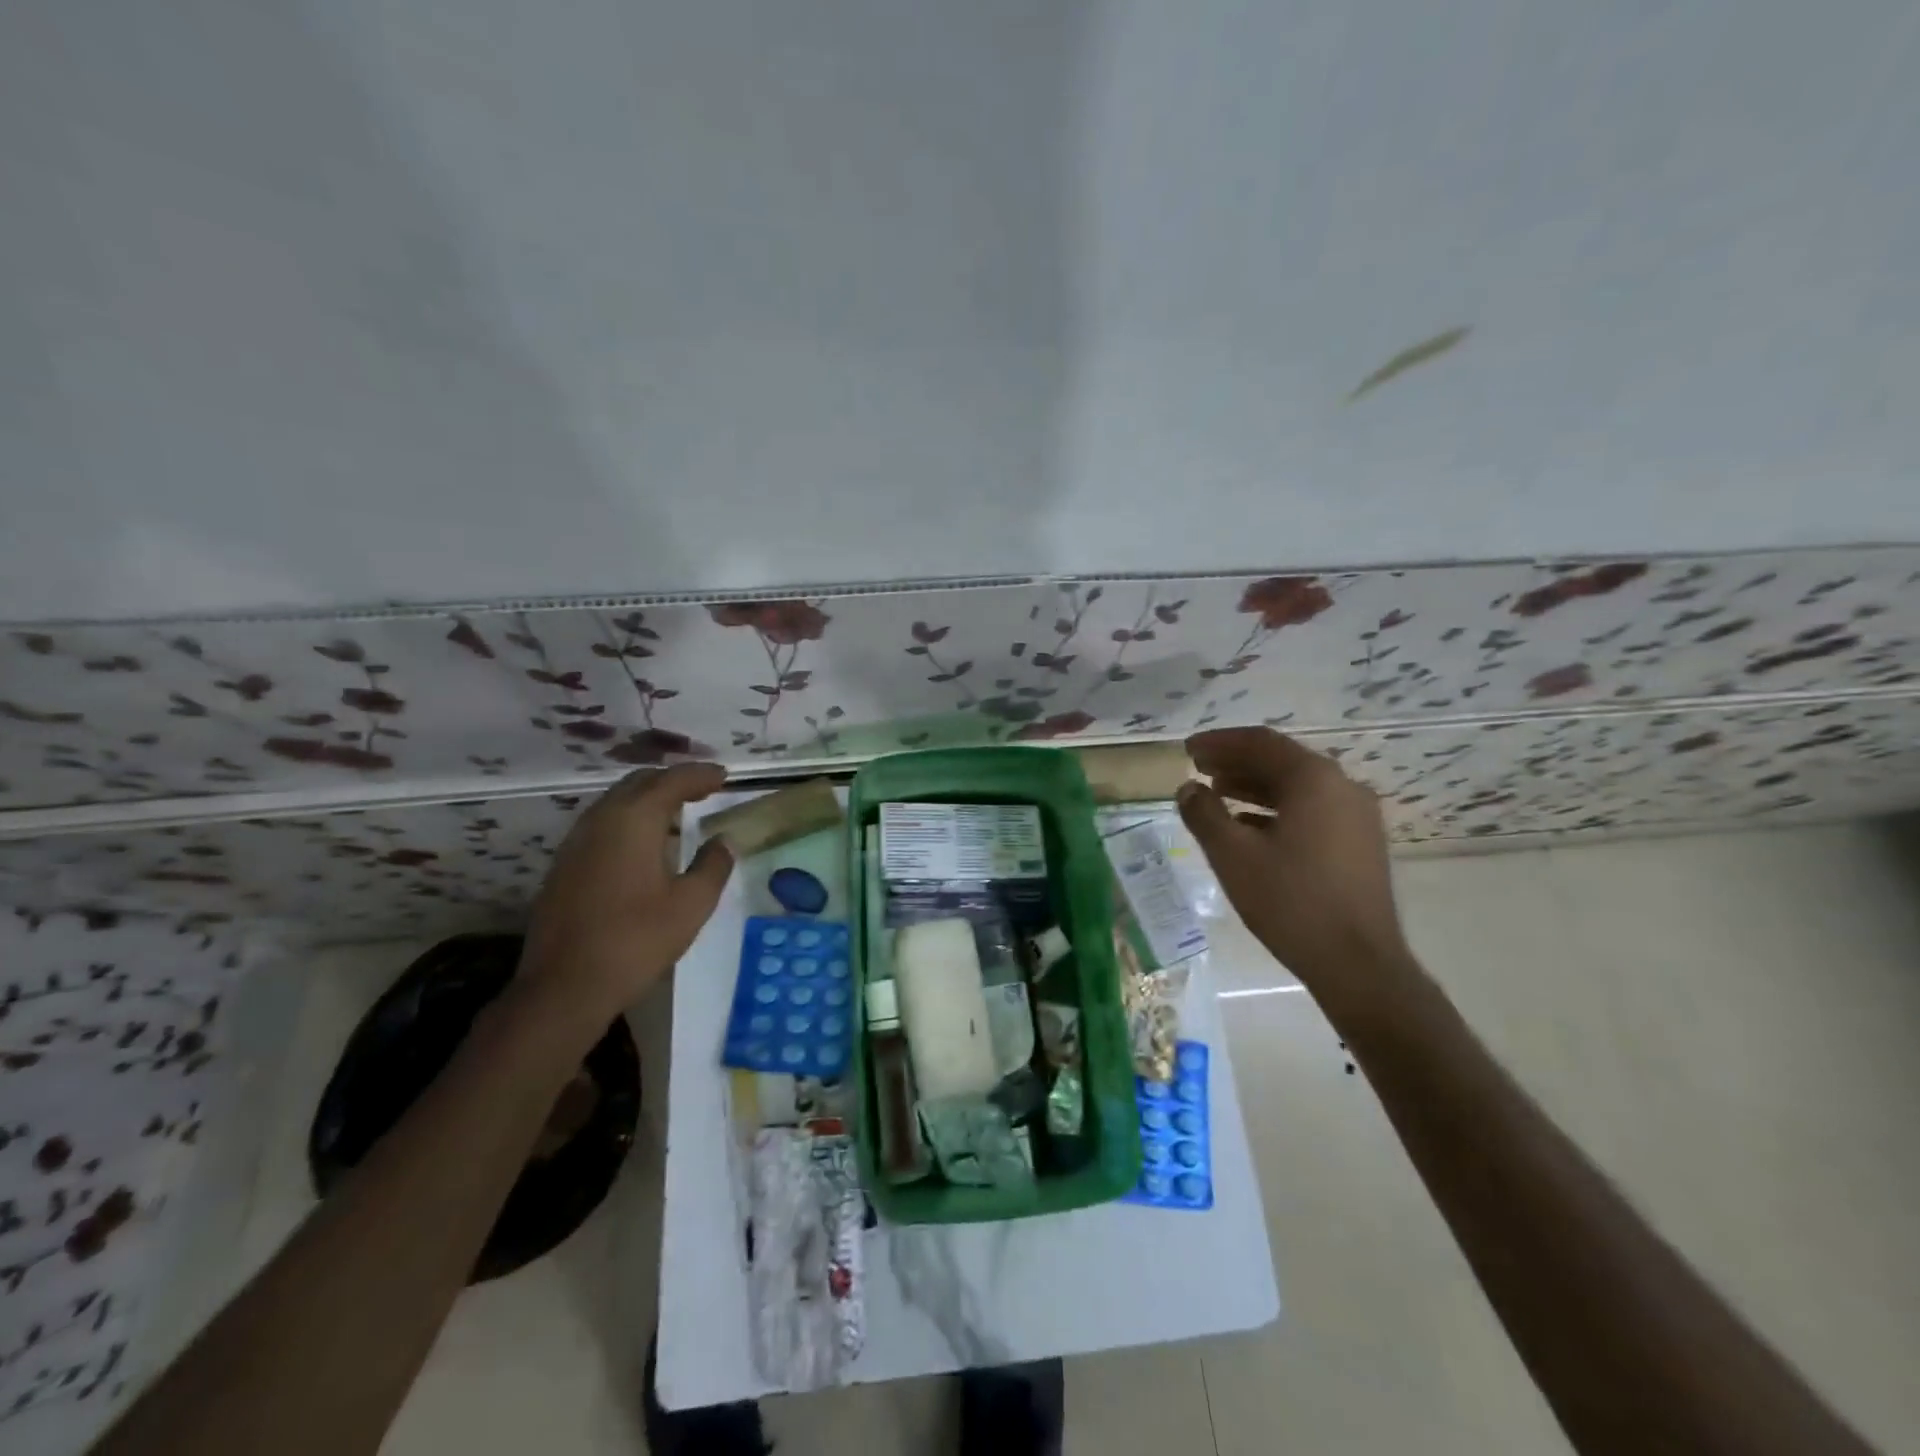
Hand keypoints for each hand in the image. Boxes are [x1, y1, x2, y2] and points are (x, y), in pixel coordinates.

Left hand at [517, 763, 733, 1029]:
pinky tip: (644, 845)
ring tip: (677, 814)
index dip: (701, 775)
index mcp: (634, 820)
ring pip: (616, 802)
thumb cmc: (636, 941)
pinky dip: (629, 819)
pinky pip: (602, 824)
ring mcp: (576, 842)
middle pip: (639, 783)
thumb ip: (713, 865)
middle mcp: (601, 819)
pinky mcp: (564, 865)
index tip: (724, 776)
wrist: (563, 988)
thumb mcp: (691, 904)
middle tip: (703, 790)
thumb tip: (723, 841)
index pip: (672, 781)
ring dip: (648, 799)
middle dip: (673, 781)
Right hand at [1177, 727, 1413, 1009]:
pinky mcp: (1360, 843)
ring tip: (1216, 793)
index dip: (1219, 742)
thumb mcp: (1233, 855)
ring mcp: (1357, 816)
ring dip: (1253, 786)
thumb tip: (1188, 789)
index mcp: (1314, 779)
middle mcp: (1342, 787)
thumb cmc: (1291, 901)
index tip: (1187, 750)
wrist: (1359, 964)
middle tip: (1197, 768)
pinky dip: (1276, 809)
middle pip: (1281, 761)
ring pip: (1297, 787)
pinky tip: (1248, 827)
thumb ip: (1204, 814)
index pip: (1260, 743)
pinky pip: (1312, 810)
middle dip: (1235, 762)